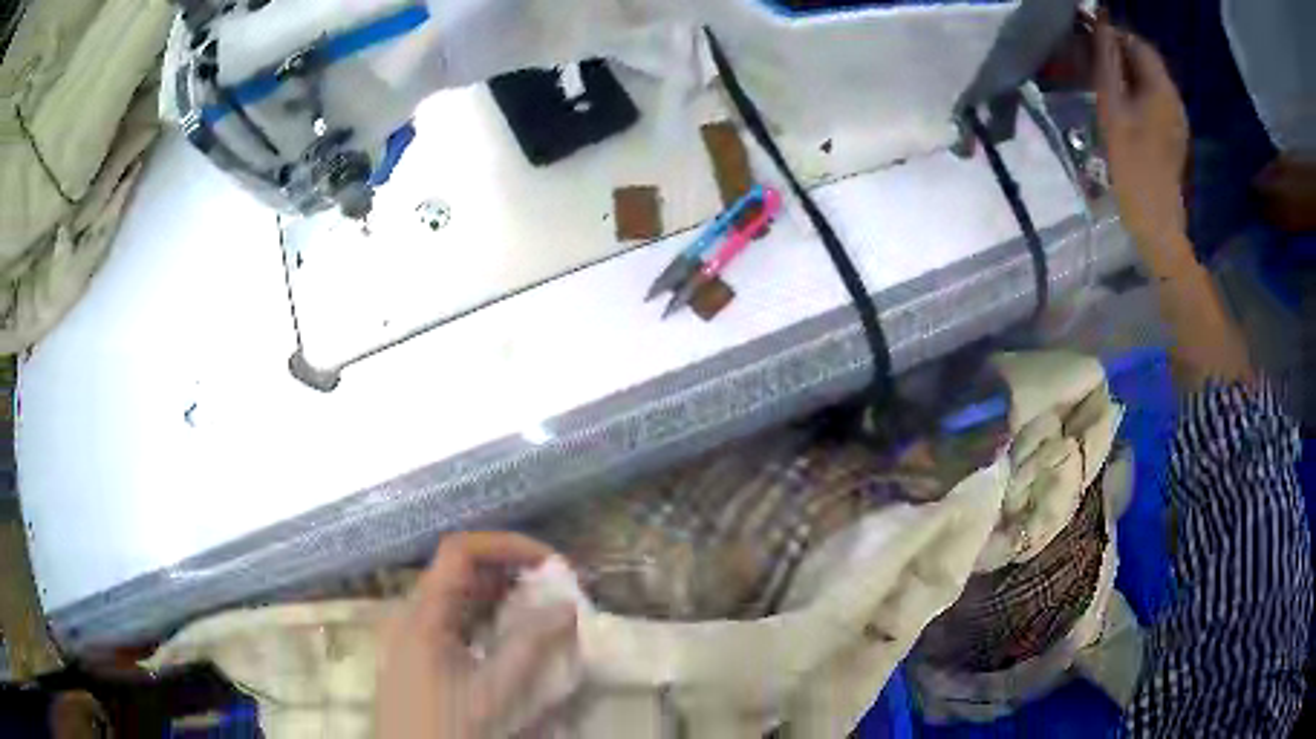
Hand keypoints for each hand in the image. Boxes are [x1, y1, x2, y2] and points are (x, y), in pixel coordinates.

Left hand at [376, 532, 575, 738]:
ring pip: (456, 597)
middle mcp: (411, 614)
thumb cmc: (450, 726)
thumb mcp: (494, 691)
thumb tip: (567, 606)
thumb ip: (530, 645)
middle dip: (509, 571)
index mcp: (421, 614)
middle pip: (458, 571)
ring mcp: (411, 635)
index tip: (550, 563)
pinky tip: (511, 637)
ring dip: (500, 595)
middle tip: (555, 587)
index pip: (459, 551)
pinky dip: (485, 618)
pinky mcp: (417, 655)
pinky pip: (452, 621)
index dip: (505, 545)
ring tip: (541, 609)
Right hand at [1094, 19, 1189, 251]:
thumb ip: (1107, 63)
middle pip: (1147, 62)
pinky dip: (1138, 95)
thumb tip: (1100, 26)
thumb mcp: (1112, 108)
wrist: (1157, 221)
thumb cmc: (1132, 164)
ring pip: (1151, 82)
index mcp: (1162, 89)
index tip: (1091, 42)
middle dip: (1121, 55)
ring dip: (1129, 75)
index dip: (1114, 36)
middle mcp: (1174, 99)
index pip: (1138, 44)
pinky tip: (1124, 109)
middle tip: (1095, 63)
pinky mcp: (1175, 137)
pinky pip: (1156, 102)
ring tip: (1106, 86)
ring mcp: (1177, 120)